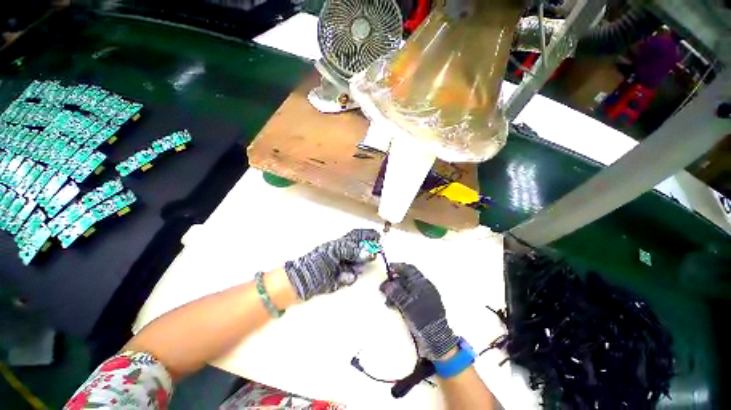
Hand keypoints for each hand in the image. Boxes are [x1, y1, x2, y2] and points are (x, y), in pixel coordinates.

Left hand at [285, 229, 380, 299]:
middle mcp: (348, 253)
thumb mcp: (335, 251)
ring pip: (361, 264)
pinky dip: (350, 276)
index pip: (359, 235)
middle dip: (369, 252)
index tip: (379, 237)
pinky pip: (354, 276)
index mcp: (343, 242)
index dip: (369, 235)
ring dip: (359, 266)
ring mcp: (348, 265)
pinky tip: (341, 277)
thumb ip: (352, 250)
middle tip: (371, 255)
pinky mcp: (346, 278)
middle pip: (364, 250)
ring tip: (347, 268)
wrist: (305, 280)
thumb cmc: (318, 260)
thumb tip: (369, 253)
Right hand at [380, 263, 457, 360]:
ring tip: (387, 301)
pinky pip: (408, 297)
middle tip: (383, 287)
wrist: (436, 338)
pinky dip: (400, 299)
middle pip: (406, 278)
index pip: (408, 268)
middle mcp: (424, 287)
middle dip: (394, 281)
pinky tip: (393, 306)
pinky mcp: (422, 306)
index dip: (397, 267)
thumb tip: (385, 284)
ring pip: (406, 288)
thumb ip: (395, 292)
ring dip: (395, 291)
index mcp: (422, 282)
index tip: (387, 269)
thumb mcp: (407, 304)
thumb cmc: (422, 318)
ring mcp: (423, 296)